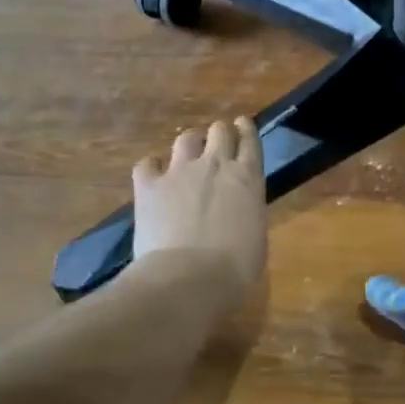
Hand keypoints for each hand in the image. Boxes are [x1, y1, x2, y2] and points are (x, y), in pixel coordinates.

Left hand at [132, 118, 267, 299]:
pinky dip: (152, 166)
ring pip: (186, 138)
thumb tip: (239, 214)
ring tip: (188, 154)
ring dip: (190, 143)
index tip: (242, 125)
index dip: (246, 130)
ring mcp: (180, 172)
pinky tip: (153, 174)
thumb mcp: (256, 237)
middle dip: (219, 133)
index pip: (250, 141)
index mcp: (248, 178)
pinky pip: (147, 164)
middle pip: (219, 131)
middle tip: (217, 142)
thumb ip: (247, 213)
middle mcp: (216, 165)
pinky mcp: (149, 186)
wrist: (189, 278)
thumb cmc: (236, 269)